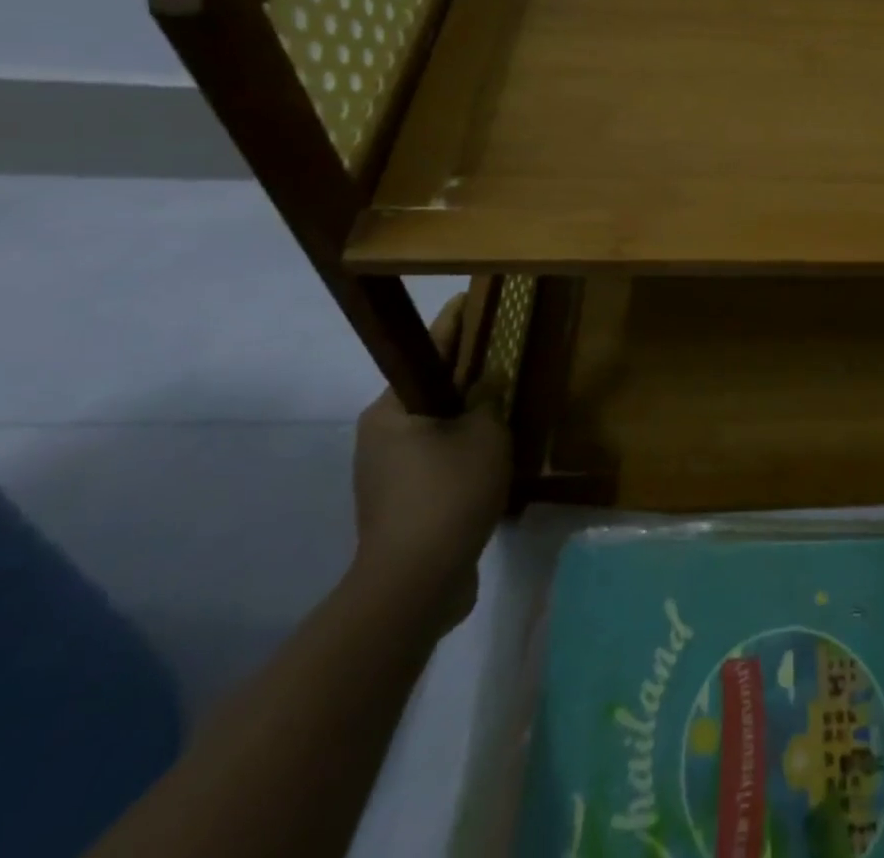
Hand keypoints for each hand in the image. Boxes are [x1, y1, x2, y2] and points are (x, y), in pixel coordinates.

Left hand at [351, 295, 511, 628]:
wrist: (415, 584)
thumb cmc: (448, 492)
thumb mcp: (485, 435)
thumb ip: (489, 400)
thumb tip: (488, 382)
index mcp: (390, 411)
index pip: (426, 353)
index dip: (453, 325)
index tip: (468, 298)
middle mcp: (379, 437)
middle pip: (429, 393)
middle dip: (464, 379)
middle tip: (501, 361)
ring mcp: (384, 476)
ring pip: (434, 431)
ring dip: (466, 422)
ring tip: (504, 411)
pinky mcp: (398, 507)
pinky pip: (435, 464)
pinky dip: (461, 456)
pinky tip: (492, 461)